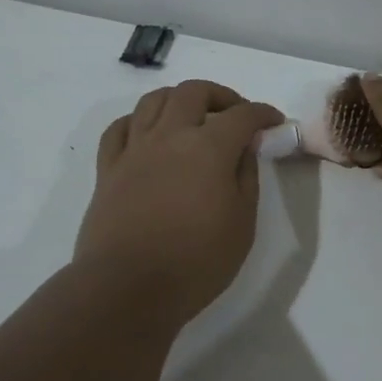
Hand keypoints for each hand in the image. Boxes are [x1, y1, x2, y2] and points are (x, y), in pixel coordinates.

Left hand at [75, 80, 285, 326]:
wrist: (128, 288)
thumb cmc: (196, 262)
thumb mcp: (242, 223)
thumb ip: (246, 176)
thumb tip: (244, 147)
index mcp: (208, 148)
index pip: (241, 115)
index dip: (262, 113)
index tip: (273, 122)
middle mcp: (169, 136)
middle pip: (193, 92)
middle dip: (221, 96)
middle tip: (235, 115)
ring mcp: (134, 150)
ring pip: (153, 100)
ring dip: (179, 100)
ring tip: (192, 119)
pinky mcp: (108, 169)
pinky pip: (120, 127)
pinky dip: (139, 120)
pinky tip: (149, 134)